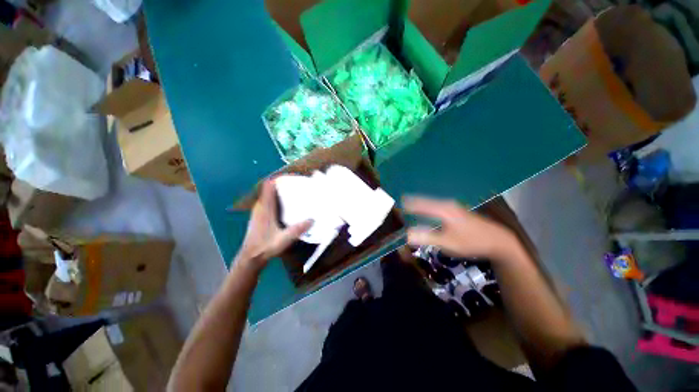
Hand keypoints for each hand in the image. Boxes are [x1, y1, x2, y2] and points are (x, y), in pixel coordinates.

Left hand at [237, 180, 311, 271]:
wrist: (250, 257)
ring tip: (296, 192)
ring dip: (281, 190)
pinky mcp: (260, 215)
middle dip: (283, 183)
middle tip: (298, 184)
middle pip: (270, 187)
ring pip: (269, 194)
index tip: (293, 177)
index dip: (279, 178)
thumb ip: (297, 230)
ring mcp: (259, 210)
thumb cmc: (264, 247)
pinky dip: (278, 197)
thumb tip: (312, 220)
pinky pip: (269, 200)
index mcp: (265, 208)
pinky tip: (288, 204)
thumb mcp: (283, 239)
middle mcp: (260, 206)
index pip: (269, 186)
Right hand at [403, 196, 518, 261]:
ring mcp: (451, 206)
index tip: (394, 206)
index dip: (406, 205)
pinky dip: (424, 208)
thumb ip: (426, 238)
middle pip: (422, 201)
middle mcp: (445, 204)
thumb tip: (406, 235)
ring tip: (405, 208)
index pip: (418, 204)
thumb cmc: (471, 242)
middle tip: (397, 206)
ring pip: (428, 203)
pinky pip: (434, 206)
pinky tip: (422, 212)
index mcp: (442, 209)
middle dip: (409, 203)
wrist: (498, 241)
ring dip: (417, 205)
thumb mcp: (448, 243)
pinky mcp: (454, 211)